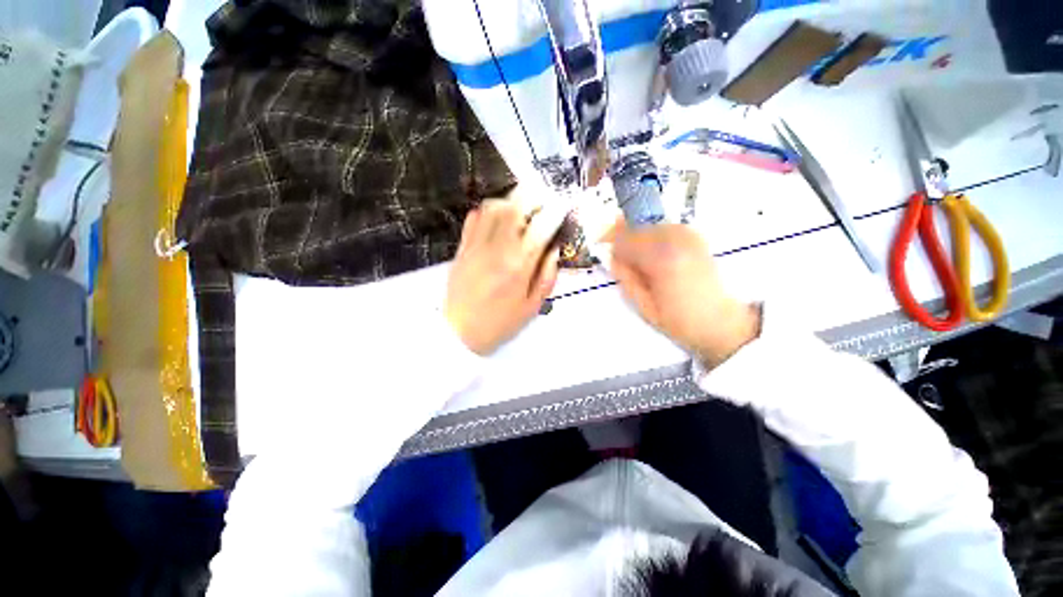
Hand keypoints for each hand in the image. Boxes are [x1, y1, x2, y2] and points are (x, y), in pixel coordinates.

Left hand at [445, 199, 566, 355]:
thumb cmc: (500, 323)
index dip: (554, 212)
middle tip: (540, 203)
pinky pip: (474, 219)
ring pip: (493, 207)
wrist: (460, 332)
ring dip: (510, 202)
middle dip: (532, 197)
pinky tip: (497, 221)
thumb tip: (554, 250)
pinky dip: (488, 212)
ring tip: (520, 210)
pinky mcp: (462, 248)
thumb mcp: (532, 306)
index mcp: (519, 266)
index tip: (560, 209)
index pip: (541, 227)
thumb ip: (547, 276)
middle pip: (515, 206)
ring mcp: (476, 246)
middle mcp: (497, 250)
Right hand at [611, 224, 760, 367]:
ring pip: (650, 226)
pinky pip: (665, 228)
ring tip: (636, 257)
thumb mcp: (643, 305)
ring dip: (638, 237)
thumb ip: (624, 276)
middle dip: (623, 238)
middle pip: (637, 227)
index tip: (600, 246)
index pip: (626, 239)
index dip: (610, 242)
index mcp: (661, 260)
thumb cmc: (680, 321)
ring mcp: (689, 236)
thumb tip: (610, 256)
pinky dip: (653, 237)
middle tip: (616, 253)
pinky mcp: (696, 238)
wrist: (722, 322)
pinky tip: (653, 254)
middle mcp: (676, 240)